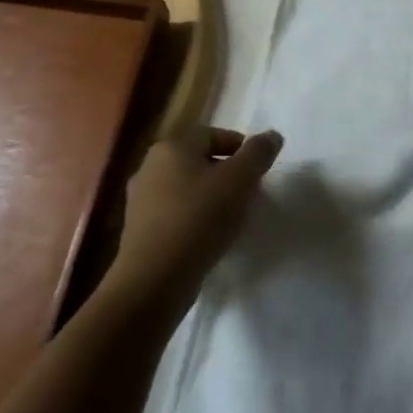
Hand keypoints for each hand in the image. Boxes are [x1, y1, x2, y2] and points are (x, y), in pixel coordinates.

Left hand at [106, 126, 282, 306]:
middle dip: (227, 174)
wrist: (155, 278)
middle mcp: (151, 165)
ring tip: (232, 219)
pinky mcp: (140, 229)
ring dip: (211, 197)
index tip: (259, 172)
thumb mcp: (240, 180)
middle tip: (249, 195)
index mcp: (172, 146)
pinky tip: (208, 237)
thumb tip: (272, 135)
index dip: (242, 149)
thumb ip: (259, 153)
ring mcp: (141, 199)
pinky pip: (176, 213)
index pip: (214, 135)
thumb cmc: (200, 218)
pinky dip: (194, 218)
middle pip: (200, 161)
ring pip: (187, 187)